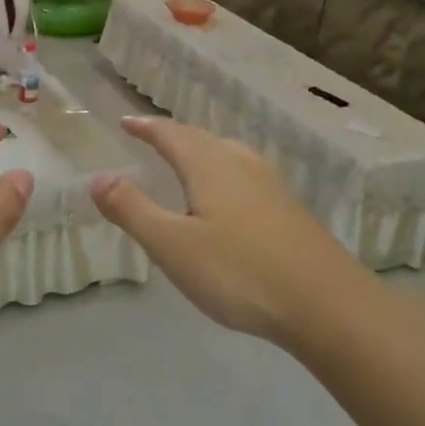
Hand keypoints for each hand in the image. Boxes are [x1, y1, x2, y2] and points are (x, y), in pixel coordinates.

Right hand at [91, 116, 371, 348]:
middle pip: (201, 138)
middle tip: (151, 136)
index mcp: (209, 166)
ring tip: (187, 158)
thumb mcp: (172, 245)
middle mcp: (241, 164)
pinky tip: (229, 196)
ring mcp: (270, 185)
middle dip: (173, 135)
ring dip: (201, 149)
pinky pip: (245, 174)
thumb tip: (98, 177)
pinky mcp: (288, 208)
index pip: (170, 135)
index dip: (146, 127)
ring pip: (228, 153)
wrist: (326, 304)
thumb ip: (133, 209)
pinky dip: (223, 170)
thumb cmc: (239, 272)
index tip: (125, 122)